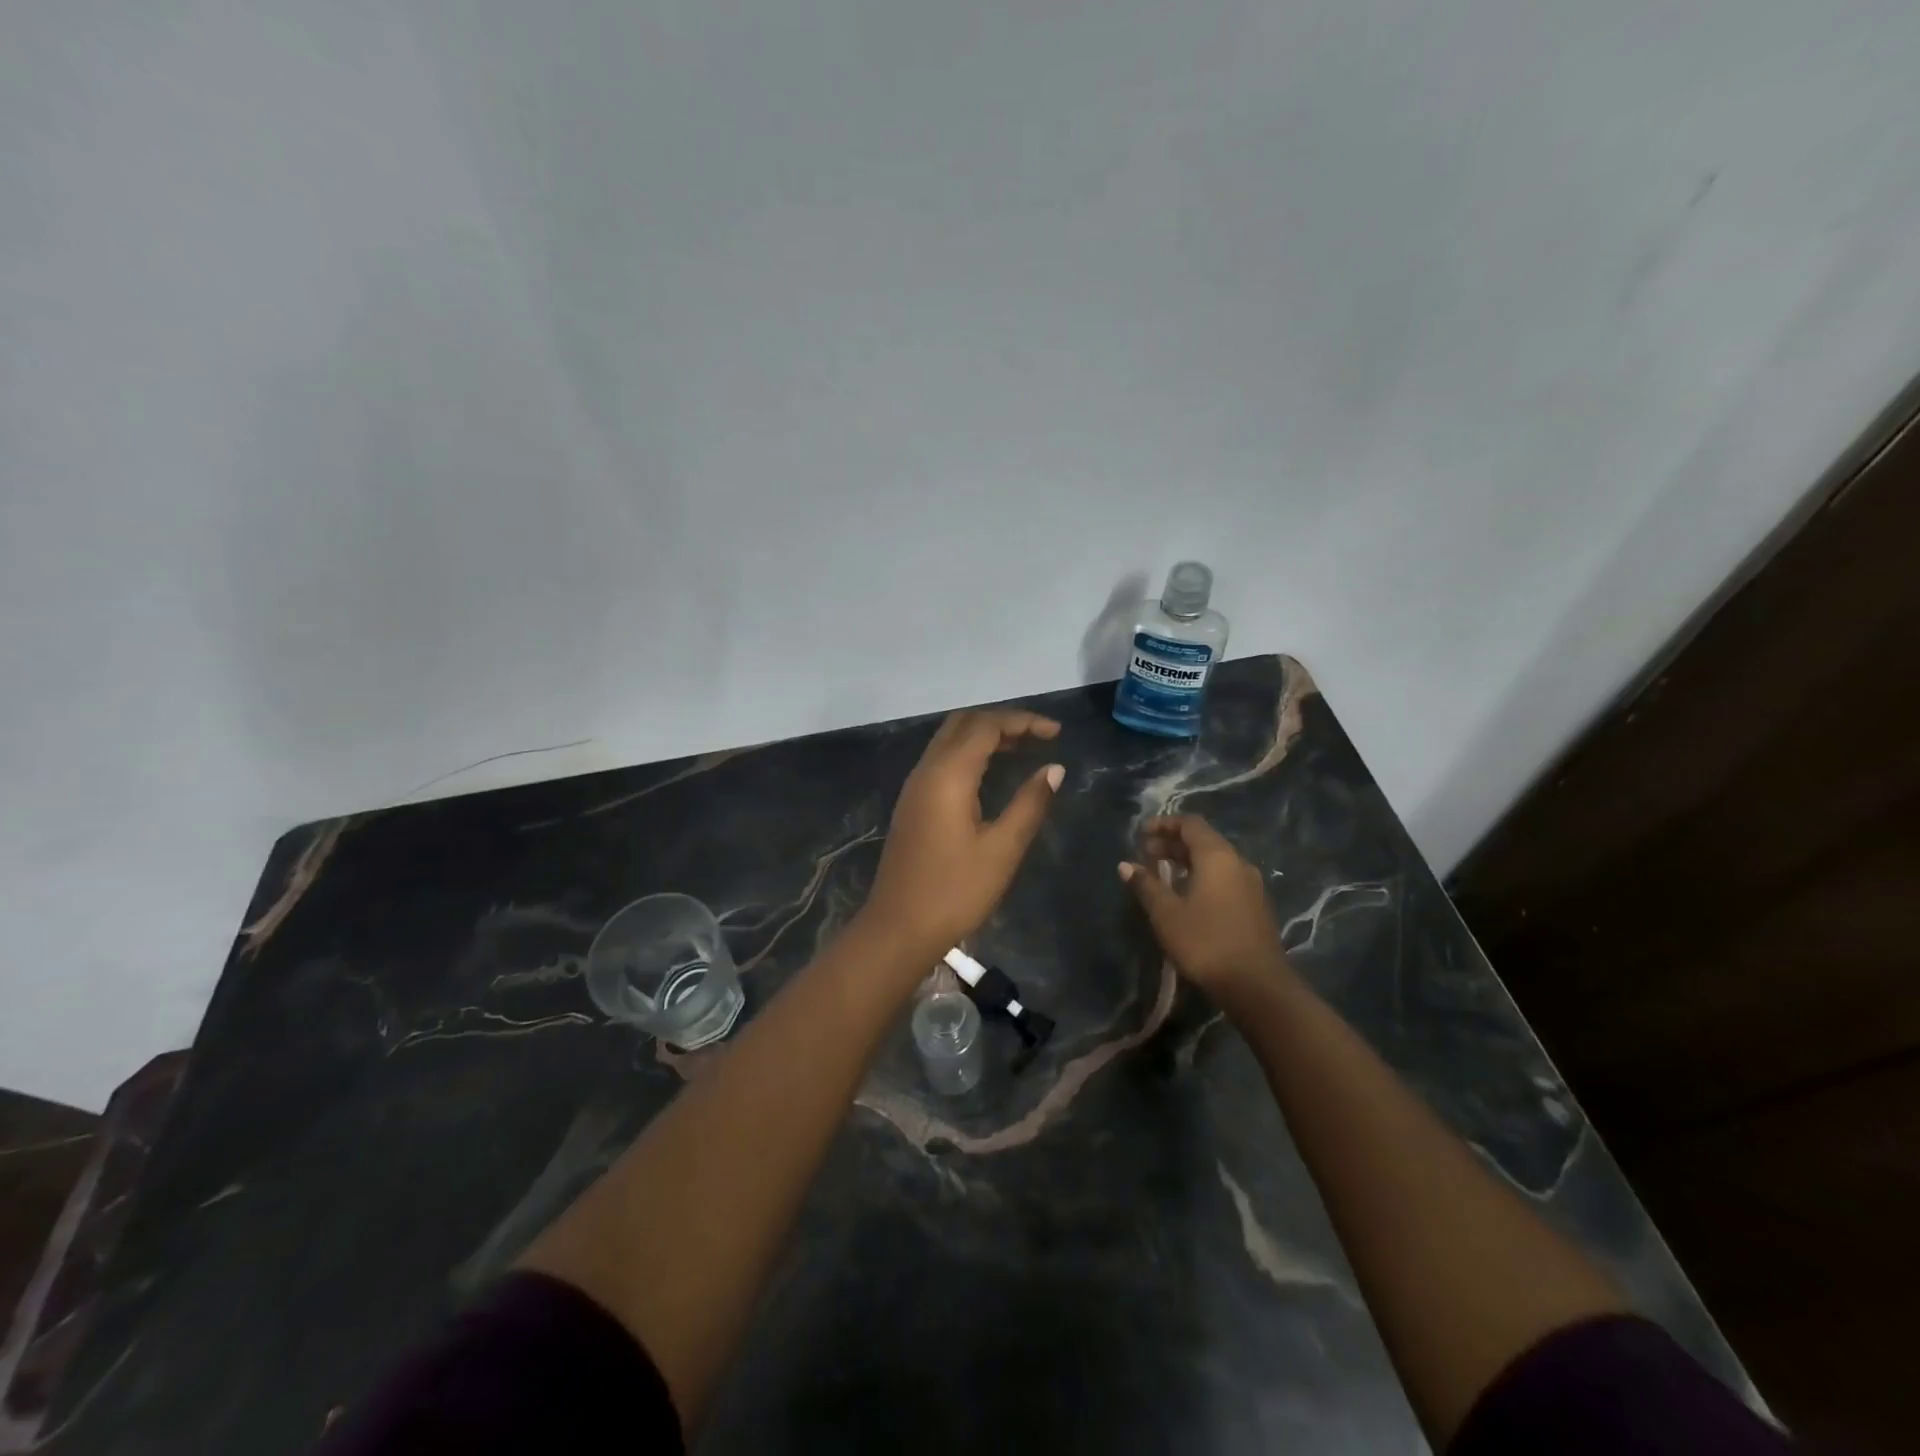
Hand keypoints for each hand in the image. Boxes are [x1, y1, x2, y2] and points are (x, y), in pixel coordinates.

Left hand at [860, 710, 1064, 959]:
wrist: (898, 928)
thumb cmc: (955, 891)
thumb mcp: (1002, 849)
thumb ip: (1030, 804)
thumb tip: (1054, 768)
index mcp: (948, 775)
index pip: (986, 726)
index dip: (1023, 721)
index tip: (1056, 732)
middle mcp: (927, 770)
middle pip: (964, 724)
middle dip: (1002, 721)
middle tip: (1038, 736)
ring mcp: (915, 787)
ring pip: (950, 740)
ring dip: (984, 736)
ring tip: (1023, 749)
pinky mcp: (912, 804)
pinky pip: (942, 760)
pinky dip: (970, 754)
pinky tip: (991, 774)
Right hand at [1121, 814, 1288, 994]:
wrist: (1257, 986)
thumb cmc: (1206, 943)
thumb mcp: (1166, 914)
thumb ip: (1146, 885)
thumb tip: (1126, 865)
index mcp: (1217, 856)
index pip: (1190, 824)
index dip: (1164, 824)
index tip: (1141, 833)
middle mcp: (1238, 863)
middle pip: (1203, 840)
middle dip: (1173, 843)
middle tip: (1145, 853)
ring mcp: (1251, 885)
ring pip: (1215, 861)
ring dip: (1187, 861)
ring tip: (1161, 873)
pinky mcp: (1255, 906)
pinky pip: (1224, 878)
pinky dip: (1202, 876)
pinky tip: (1186, 896)